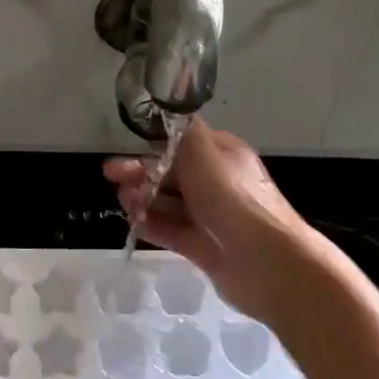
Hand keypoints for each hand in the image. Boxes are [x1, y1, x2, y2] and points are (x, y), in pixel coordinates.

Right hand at [105, 120, 309, 322]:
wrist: (266, 261)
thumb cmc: (231, 197)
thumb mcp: (203, 151)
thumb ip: (183, 132)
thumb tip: (171, 117)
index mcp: (222, 155)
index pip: (184, 143)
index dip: (154, 144)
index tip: (127, 147)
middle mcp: (218, 183)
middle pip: (173, 173)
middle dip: (142, 172)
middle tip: (111, 176)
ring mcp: (212, 217)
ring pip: (170, 203)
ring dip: (144, 199)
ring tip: (123, 202)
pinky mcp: (205, 248)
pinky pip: (173, 232)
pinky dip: (153, 226)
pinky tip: (134, 224)